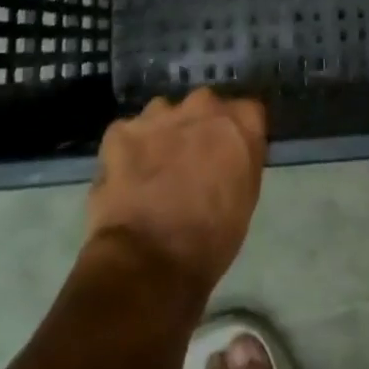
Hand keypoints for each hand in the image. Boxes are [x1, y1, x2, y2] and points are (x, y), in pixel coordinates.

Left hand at [86, 89, 266, 303]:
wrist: (148, 264)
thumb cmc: (210, 240)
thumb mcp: (246, 198)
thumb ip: (242, 160)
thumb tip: (231, 152)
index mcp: (241, 121)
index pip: (247, 112)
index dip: (236, 134)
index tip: (229, 154)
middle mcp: (203, 105)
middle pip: (204, 106)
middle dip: (199, 127)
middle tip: (191, 161)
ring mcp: (159, 114)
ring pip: (164, 115)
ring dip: (163, 134)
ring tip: (154, 170)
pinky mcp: (121, 130)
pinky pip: (129, 133)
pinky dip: (128, 151)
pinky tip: (127, 178)